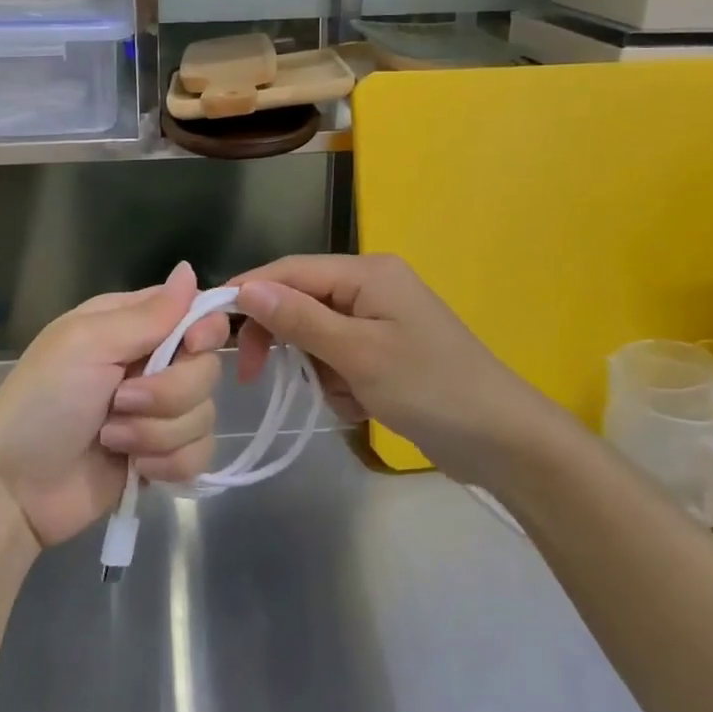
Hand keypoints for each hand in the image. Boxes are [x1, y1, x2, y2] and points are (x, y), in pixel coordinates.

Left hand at [0, 262, 228, 547]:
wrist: (14, 489)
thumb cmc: (42, 402)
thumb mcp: (87, 344)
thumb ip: (147, 315)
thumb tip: (189, 270)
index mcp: (131, 326)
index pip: (194, 313)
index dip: (205, 330)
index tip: (192, 346)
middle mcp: (150, 363)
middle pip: (206, 368)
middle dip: (169, 393)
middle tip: (121, 401)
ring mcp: (158, 413)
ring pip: (204, 414)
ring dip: (157, 432)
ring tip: (111, 437)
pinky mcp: (162, 456)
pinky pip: (199, 453)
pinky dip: (169, 463)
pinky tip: (135, 466)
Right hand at [233, 253, 541, 478]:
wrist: (502, 440)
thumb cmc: (429, 388)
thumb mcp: (357, 354)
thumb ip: (299, 319)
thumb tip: (245, 288)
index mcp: (367, 273)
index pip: (291, 271)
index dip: (249, 293)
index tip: (210, 324)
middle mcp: (372, 286)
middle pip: (302, 302)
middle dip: (286, 340)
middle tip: (255, 375)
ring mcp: (381, 319)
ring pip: (317, 336)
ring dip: (319, 370)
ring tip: (348, 397)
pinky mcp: (387, 350)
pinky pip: (340, 358)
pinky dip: (340, 383)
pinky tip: (363, 406)